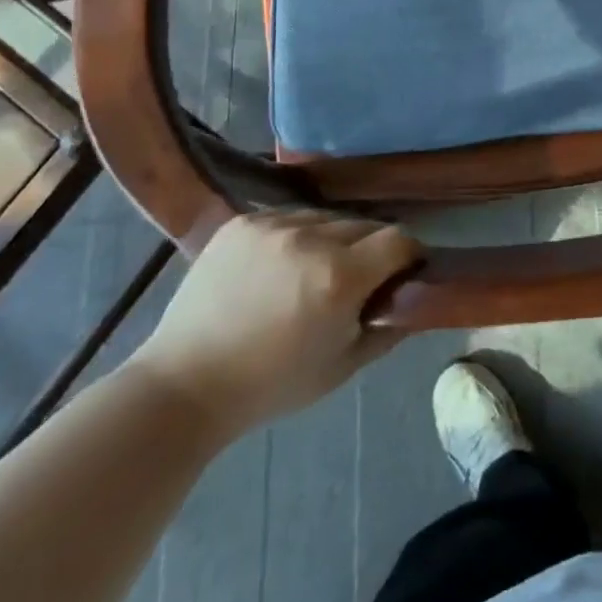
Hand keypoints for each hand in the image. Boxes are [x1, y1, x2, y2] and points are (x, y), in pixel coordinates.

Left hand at [128, 212, 420, 442]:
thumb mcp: (343, 367)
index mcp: (339, 276)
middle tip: (355, 280)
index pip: (399, 239)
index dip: (408, 256)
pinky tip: (278, 266)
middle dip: (370, 250)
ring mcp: (272, 224)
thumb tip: (416, 299)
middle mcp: (310, 238)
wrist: (185, 384)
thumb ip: (388, 328)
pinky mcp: (242, 221)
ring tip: (311, 272)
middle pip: (364, 225)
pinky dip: (295, 236)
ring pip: (326, 218)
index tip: (401, 273)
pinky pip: (288, 217)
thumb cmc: (271, 385)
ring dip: (332, 239)